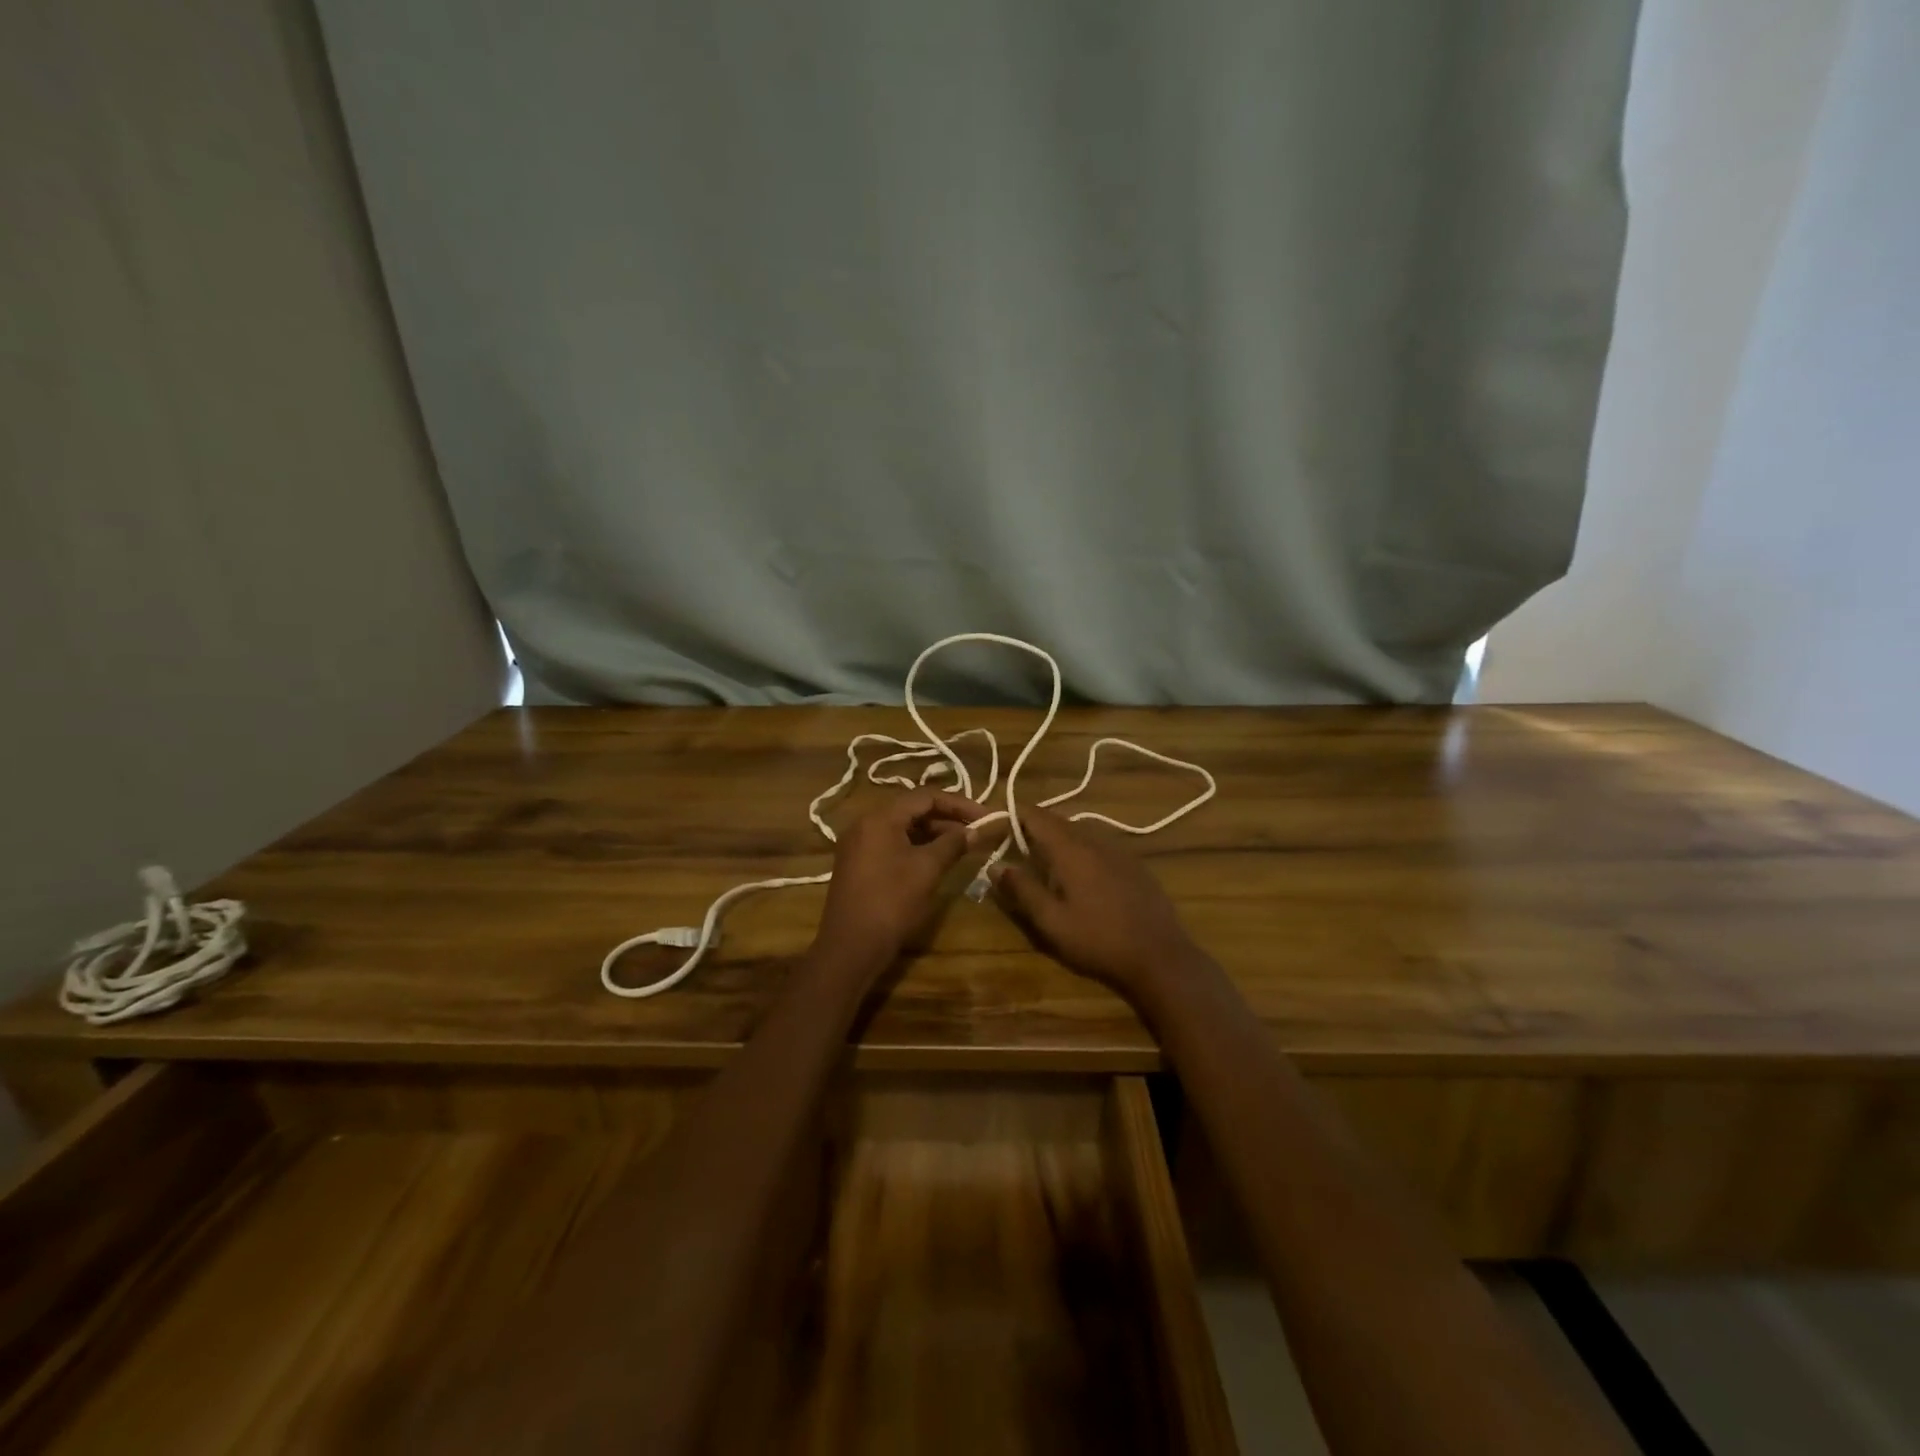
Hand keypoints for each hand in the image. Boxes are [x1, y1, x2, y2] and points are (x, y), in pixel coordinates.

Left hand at [814, 789, 984, 965]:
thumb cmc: (891, 903)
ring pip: (902, 828)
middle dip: (947, 818)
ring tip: (963, 846)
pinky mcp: (858, 864)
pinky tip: (937, 860)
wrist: (850, 948)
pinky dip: (916, 847)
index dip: (959, 804)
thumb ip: (953, 844)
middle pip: (912, 810)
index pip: (925, 796)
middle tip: (977, 831)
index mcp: (879, 818)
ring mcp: (858, 845)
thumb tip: (975, 830)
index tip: (986, 817)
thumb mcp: (927, 870)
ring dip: (934, 834)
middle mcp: (865, 824)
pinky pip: (892, 844)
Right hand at [990, 803, 1202, 997]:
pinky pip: (1097, 846)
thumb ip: (1022, 890)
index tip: (992, 829)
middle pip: (1057, 821)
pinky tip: (1077, 877)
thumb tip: (995, 865)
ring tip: (1039, 863)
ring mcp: (1118, 850)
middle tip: (1010, 848)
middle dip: (1031, 829)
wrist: (1160, 957)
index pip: (1035, 815)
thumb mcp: (1051, 921)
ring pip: (1078, 832)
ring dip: (1055, 840)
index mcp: (1071, 849)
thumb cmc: (1099, 940)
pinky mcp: (1133, 865)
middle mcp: (1094, 840)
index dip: (1011, 816)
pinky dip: (1078, 851)